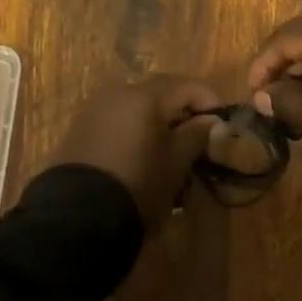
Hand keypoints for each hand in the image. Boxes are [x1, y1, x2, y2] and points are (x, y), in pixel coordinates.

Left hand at [52, 75, 220, 228]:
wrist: (78, 214)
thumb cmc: (138, 183)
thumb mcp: (176, 162)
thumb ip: (197, 135)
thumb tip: (212, 120)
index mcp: (144, 96)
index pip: (186, 86)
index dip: (209, 99)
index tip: (223, 120)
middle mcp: (118, 94)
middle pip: (159, 92)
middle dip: (183, 108)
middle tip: (200, 132)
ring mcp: (95, 110)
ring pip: (137, 106)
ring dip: (158, 119)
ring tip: (171, 147)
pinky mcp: (80, 130)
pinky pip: (117, 120)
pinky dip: (136, 129)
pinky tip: (143, 153)